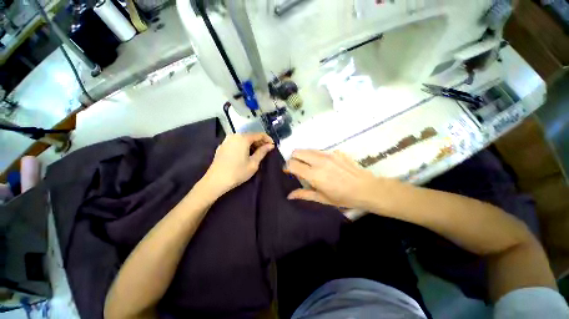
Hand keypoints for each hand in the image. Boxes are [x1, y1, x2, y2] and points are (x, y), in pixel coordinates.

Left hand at [202, 133, 274, 194]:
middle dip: (260, 142)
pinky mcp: (222, 146)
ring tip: (257, 153)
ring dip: (252, 144)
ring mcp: (226, 140)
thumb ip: (262, 152)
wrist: (216, 181)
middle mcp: (234, 136)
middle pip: (250, 136)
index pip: (259, 134)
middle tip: (266, 150)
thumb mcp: (253, 163)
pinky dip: (243, 146)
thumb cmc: (237, 172)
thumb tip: (270, 145)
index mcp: (243, 138)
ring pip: (243, 139)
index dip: (267, 139)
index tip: (273, 146)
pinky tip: (245, 154)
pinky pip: (236, 142)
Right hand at [286, 150, 389, 209]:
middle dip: (294, 158)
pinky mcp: (336, 151)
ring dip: (304, 156)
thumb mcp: (322, 198)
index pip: (292, 164)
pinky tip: (324, 165)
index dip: (287, 166)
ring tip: (310, 165)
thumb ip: (304, 194)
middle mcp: (319, 161)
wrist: (366, 189)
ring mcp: (328, 154)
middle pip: (298, 151)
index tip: (288, 171)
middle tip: (298, 167)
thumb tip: (289, 196)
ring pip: (308, 149)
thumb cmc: (343, 197)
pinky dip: (316, 156)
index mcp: (314, 175)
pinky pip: (319, 151)